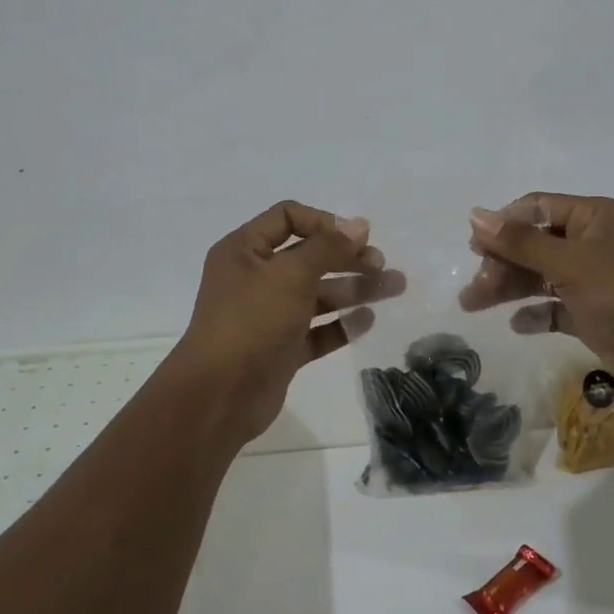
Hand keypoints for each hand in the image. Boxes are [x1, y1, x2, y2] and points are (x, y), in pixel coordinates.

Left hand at [166, 201, 405, 444]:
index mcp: (244, 250)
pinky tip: (368, 321)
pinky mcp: (281, 349)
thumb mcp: (291, 274)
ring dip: (353, 289)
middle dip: (347, 258)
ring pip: (317, 294)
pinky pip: (316, 330)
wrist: (220, 396)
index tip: (356, 237)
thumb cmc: (251, 321)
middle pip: (308, 256)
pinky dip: (341, 324)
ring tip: (393, 288)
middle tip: (381, 265)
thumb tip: (359, 224)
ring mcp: (268, 315)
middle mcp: (255, 278)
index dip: (323, 222)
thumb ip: (328, 247)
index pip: (287, 218)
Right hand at [459, 193, 613, 399]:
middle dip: (502, 262)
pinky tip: (517, 324)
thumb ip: (520, 242)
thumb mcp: (570, 263)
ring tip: (472, 304)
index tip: (474, 246)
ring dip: (509, 288)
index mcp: (595, 217)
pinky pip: (556, 307)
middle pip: (535, 243)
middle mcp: (594, 243)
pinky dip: (536, 313)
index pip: (538, 208)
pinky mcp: (594, 314)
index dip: (504, 223)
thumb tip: (475, 215)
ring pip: (541, 276)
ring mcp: (595, 280)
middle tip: (474, 286)